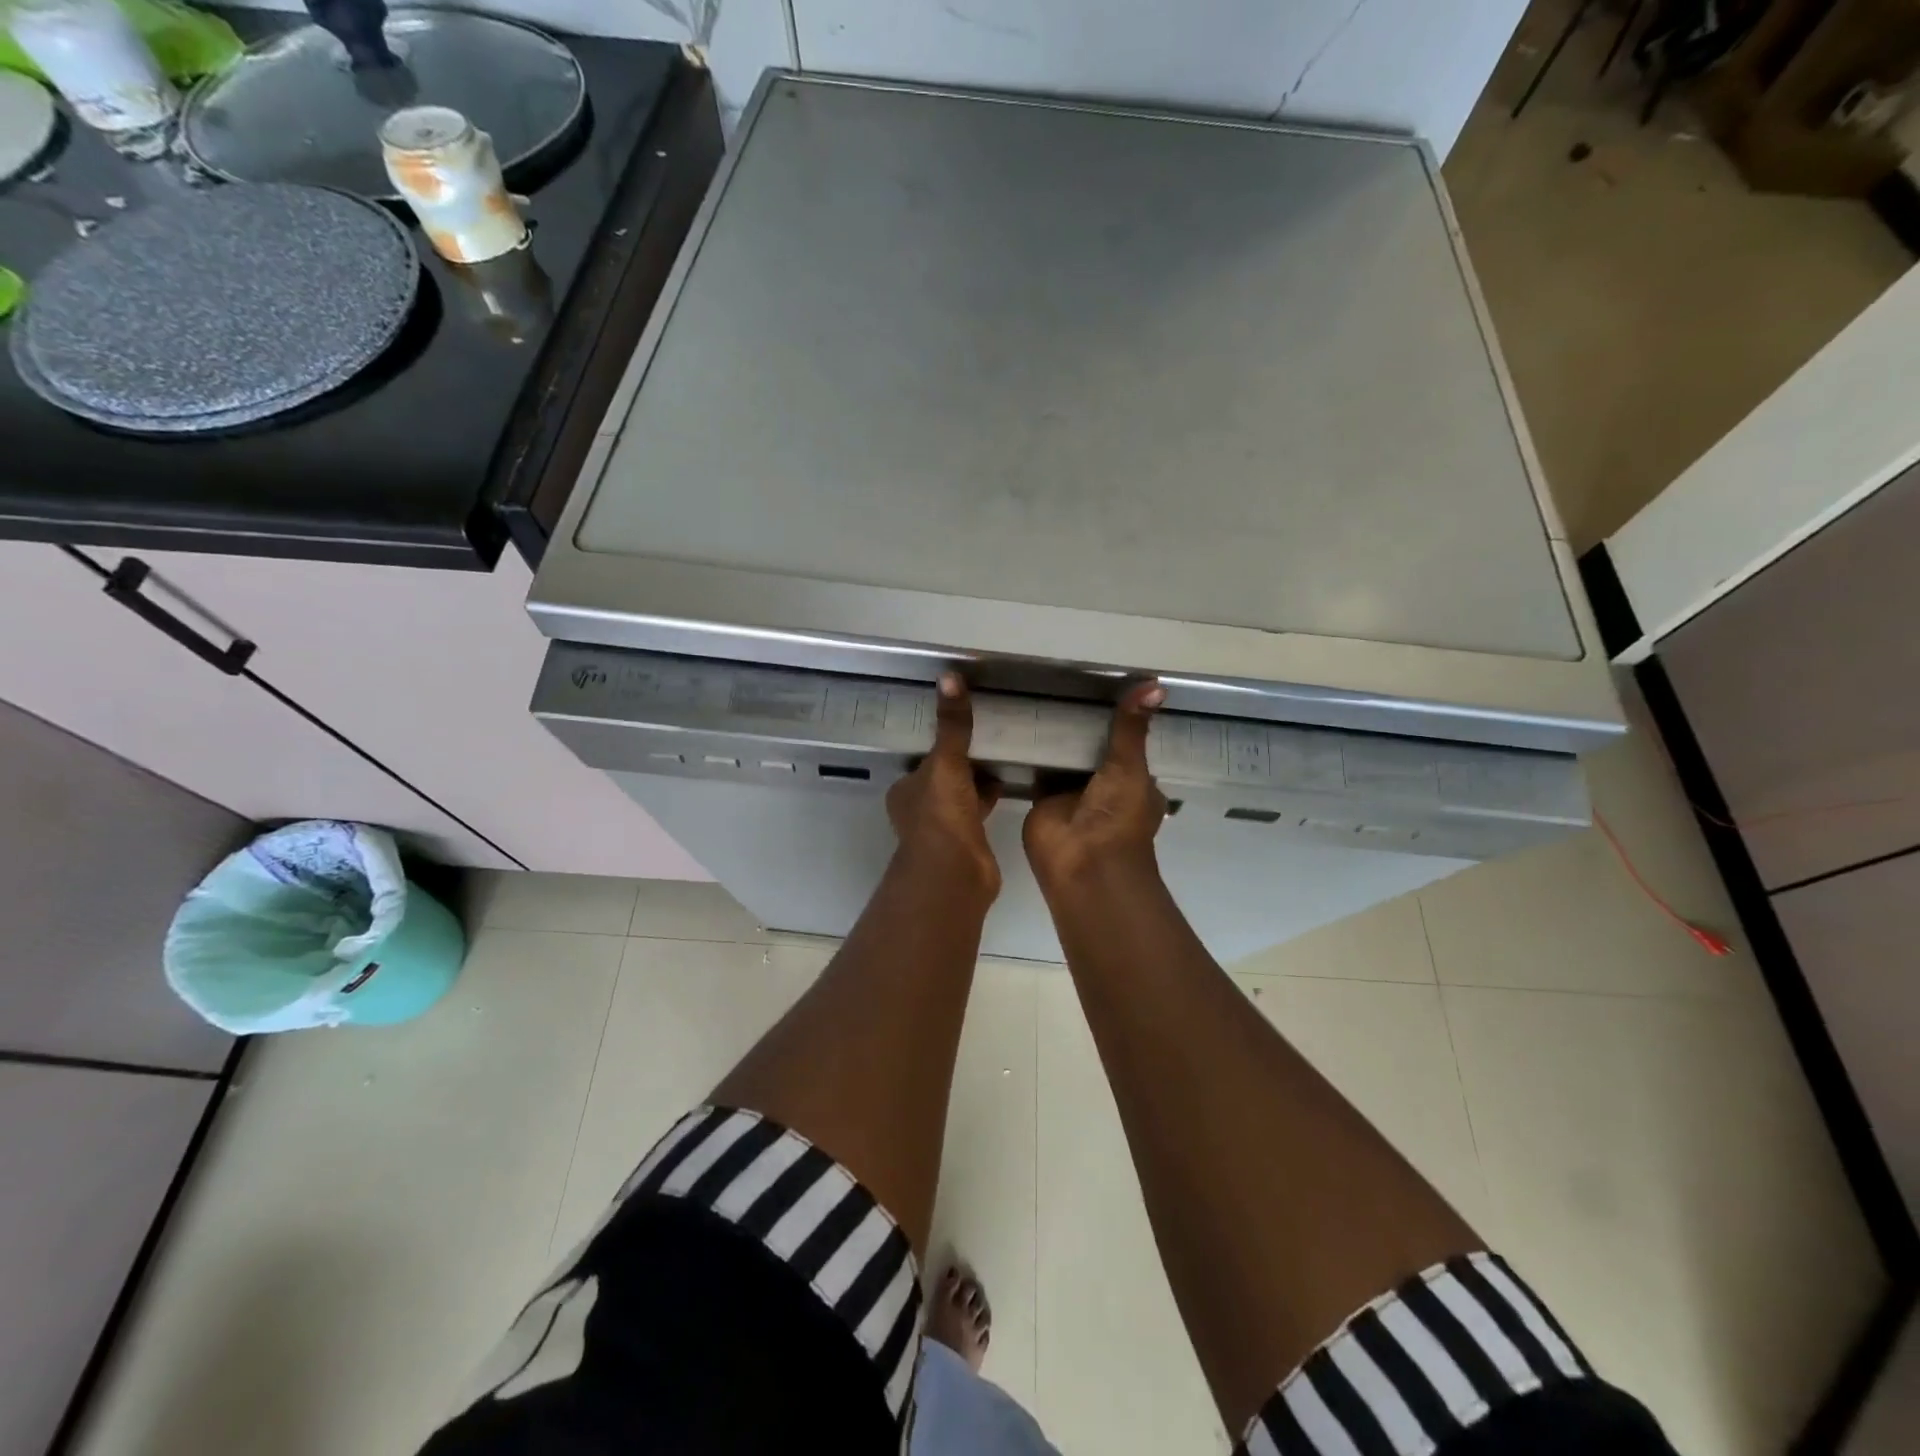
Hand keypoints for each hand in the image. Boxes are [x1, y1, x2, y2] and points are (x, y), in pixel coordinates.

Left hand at [886, 673, 1003, 897]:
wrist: (954, 873)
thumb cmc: (941, 815)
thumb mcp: (946, 762)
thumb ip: (952, 725)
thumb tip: (950, 676)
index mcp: (906, 790)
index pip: (924, 760)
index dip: (942, 745)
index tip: (962, 729)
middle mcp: (919, 809)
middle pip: (943, 778)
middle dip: (961, 762)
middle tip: (987, 738)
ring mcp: (943, 828)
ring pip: (961, 795)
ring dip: (977, 780)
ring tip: (1002, 756)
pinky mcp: (967, 842)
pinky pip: (979, 811)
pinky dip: (990, 798)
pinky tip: (1008, 785)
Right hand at [1024, 680, 1167, 892]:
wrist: (1083, 863)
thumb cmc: (1119, 818)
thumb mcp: (1131, 767)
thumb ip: (1132, 729)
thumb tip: (1155, 684)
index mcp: (1133, 782)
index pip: (1127, 745)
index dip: (1119, 720)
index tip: (1103, 685)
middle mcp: (1103, 787)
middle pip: (1092, 749)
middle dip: (1081, 726)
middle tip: (1062, 682)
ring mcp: (1071, 793)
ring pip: (1064, 758)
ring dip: (1055, 738)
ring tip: (1037, 693)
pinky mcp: (1041, 798)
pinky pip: (1036, 769)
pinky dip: (1030, 752)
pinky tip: (1018, 723)